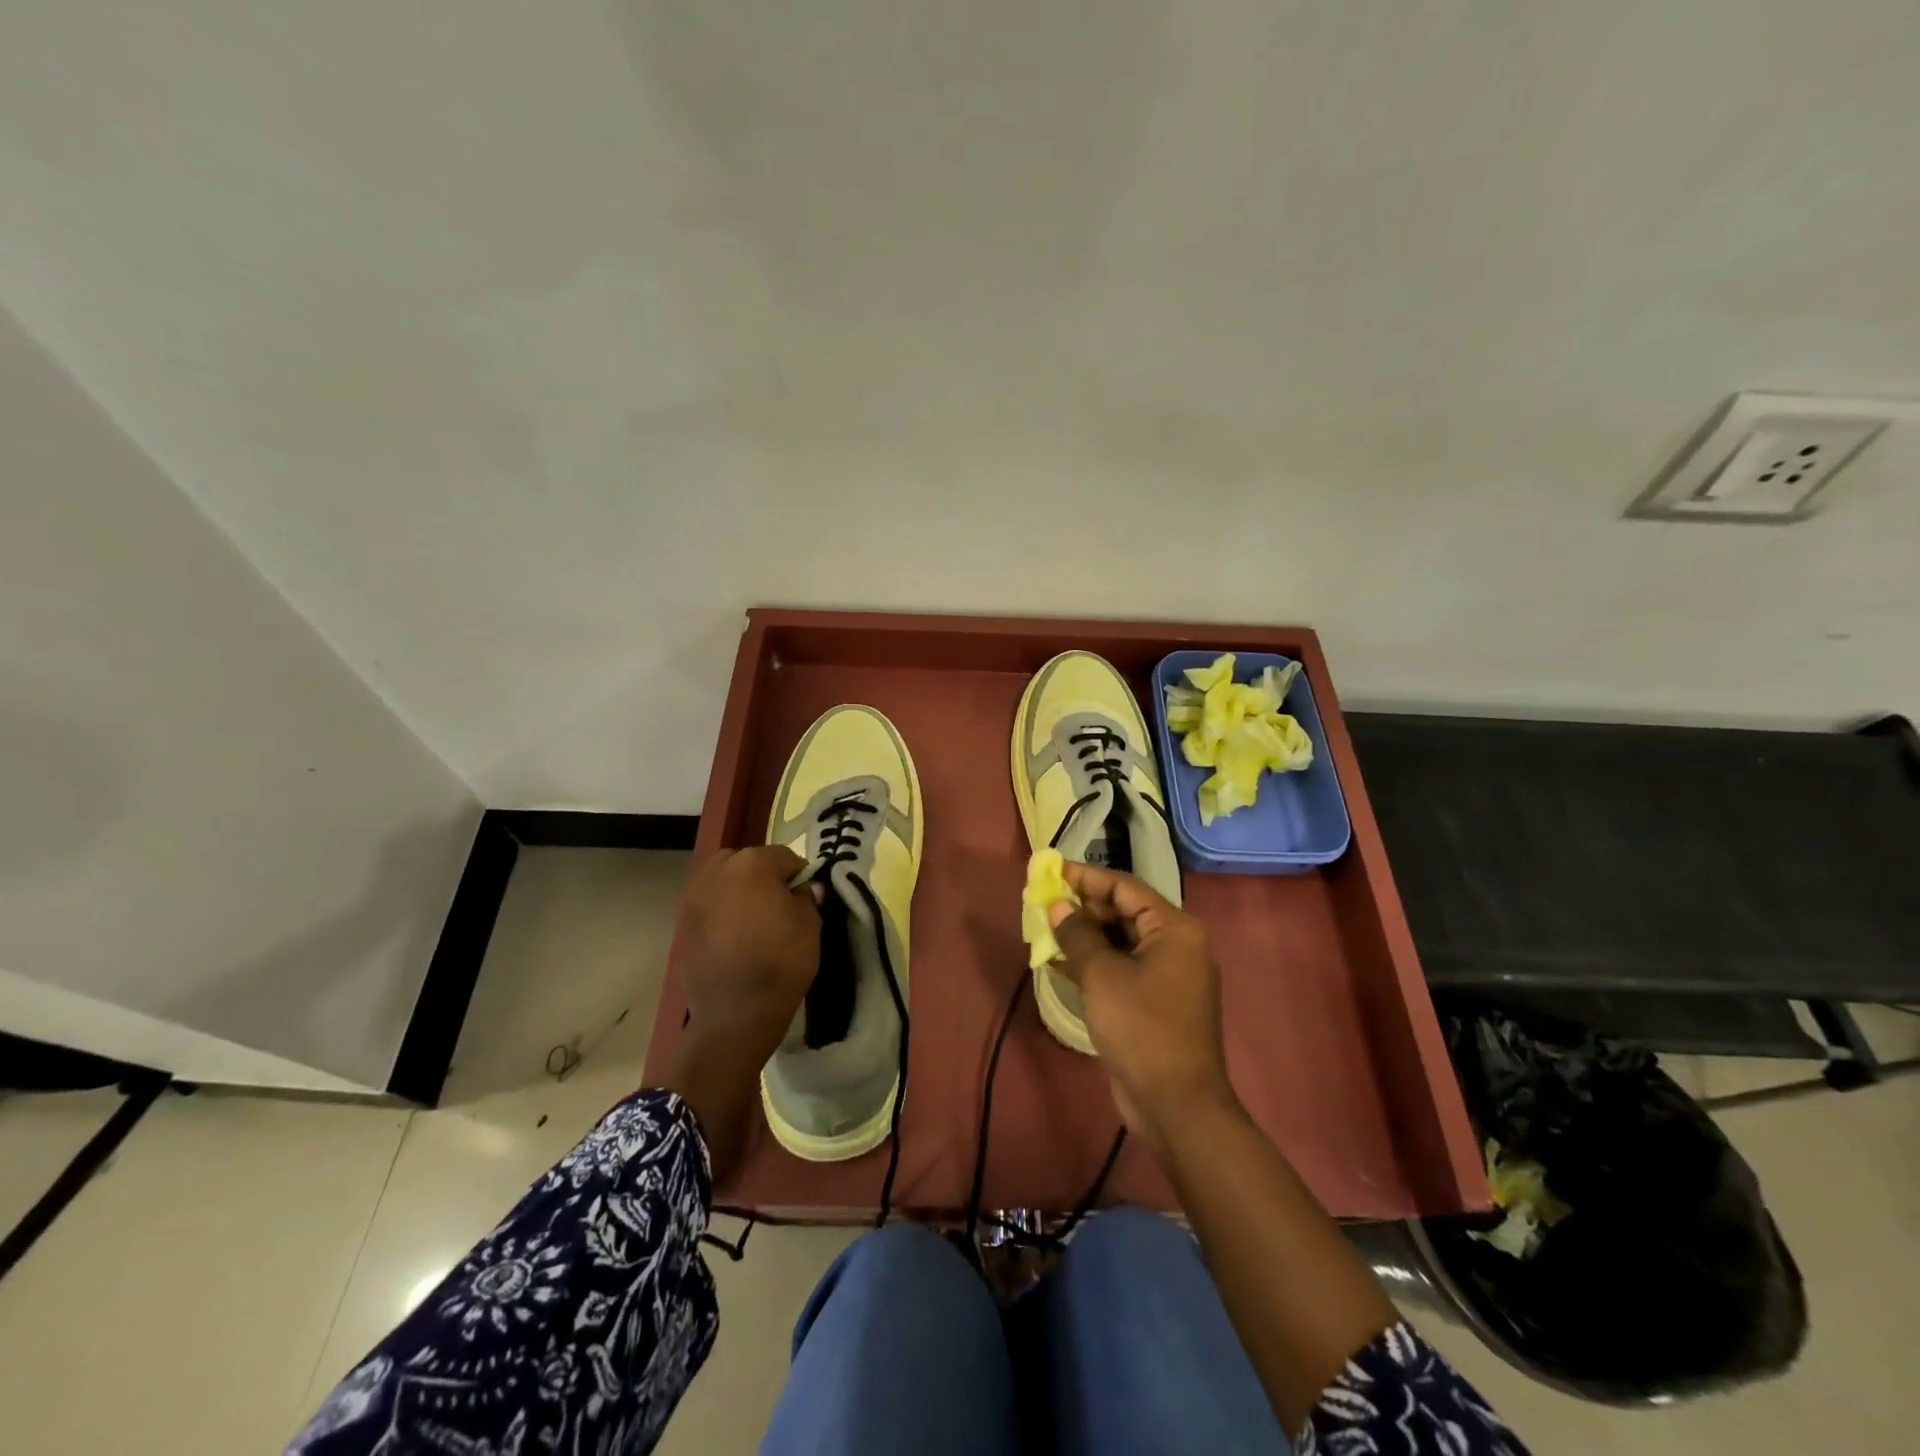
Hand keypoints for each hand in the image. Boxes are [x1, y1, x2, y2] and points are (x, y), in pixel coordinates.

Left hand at [678, 845, 819, 1056]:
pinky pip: (709, 906)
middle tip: (778, 904)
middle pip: (747, 861)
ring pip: (723, 881)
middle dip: (763, 876)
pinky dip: (722, 913)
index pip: (785, 857)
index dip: (799, 875)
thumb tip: (803, 889)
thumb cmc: (781, 960)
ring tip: (754, 920)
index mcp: (752, 863)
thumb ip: (806, 897)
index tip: (806, 895)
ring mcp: (695, 897)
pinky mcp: (683, 923)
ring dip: (739, 891)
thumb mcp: (810, 924)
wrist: (735, 1012)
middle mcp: (718, 871)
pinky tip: (735, 937)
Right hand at [1048, 863, 1238, 1157]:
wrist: (1176, 1104)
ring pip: (1120, 942)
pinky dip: (1094, 963)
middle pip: (1124, 912)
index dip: (1086, 877)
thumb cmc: (1141, 1028)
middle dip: (1083, 907)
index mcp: (1174, 929)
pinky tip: (1058, 963)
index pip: (1125, 887)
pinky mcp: (1156, 1002)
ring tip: (1045, 929)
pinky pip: (1122, 968)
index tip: (1051, 870)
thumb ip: (1078, 934)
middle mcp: (1176, 945)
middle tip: (1044, 903)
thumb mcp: (1102, 975)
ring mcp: (1168, 976)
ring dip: (1084, 936)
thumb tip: (1059, 907)